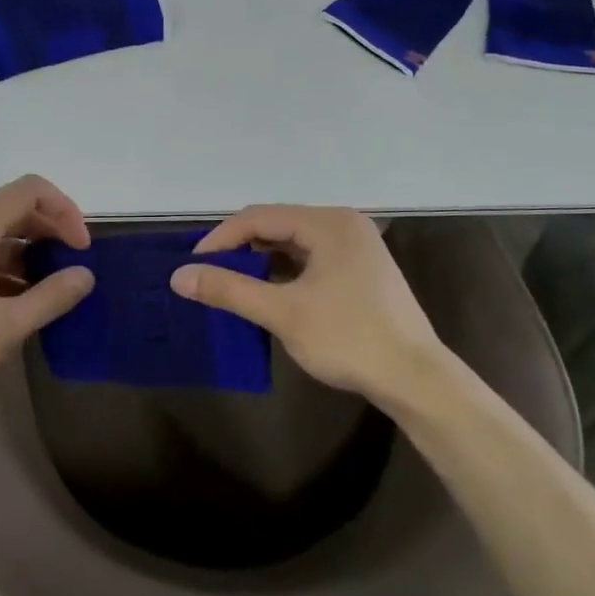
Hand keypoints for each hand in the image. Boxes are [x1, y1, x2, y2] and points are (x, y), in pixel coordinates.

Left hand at [0, 175, 93, 410]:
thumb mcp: (7, 326)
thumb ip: (52, 296)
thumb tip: (85, 275)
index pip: (29, 191)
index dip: (64, 210)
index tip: (80, 249)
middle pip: (13, 208)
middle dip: (49, 231)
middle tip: (72, 266)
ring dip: (28, 252)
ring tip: (48, 289)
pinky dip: (5, 266)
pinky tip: (16, 300)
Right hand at [170, 205, 451, 409]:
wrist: (415, 378)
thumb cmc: (349, 339)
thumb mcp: (283, 313)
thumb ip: (230, 290)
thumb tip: (179, 276)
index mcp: (328, 223)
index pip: (258, 217)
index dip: (220, 239)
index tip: (193, 266)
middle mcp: (343, 225)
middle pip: (276, 225)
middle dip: (239, 248)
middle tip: (208, 275)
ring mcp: (355, 247)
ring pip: (292, 244)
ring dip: (260, 261)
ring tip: (231, 285)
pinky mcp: (359, 270)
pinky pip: (309, 259)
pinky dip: (283, 272)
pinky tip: (267, 294)